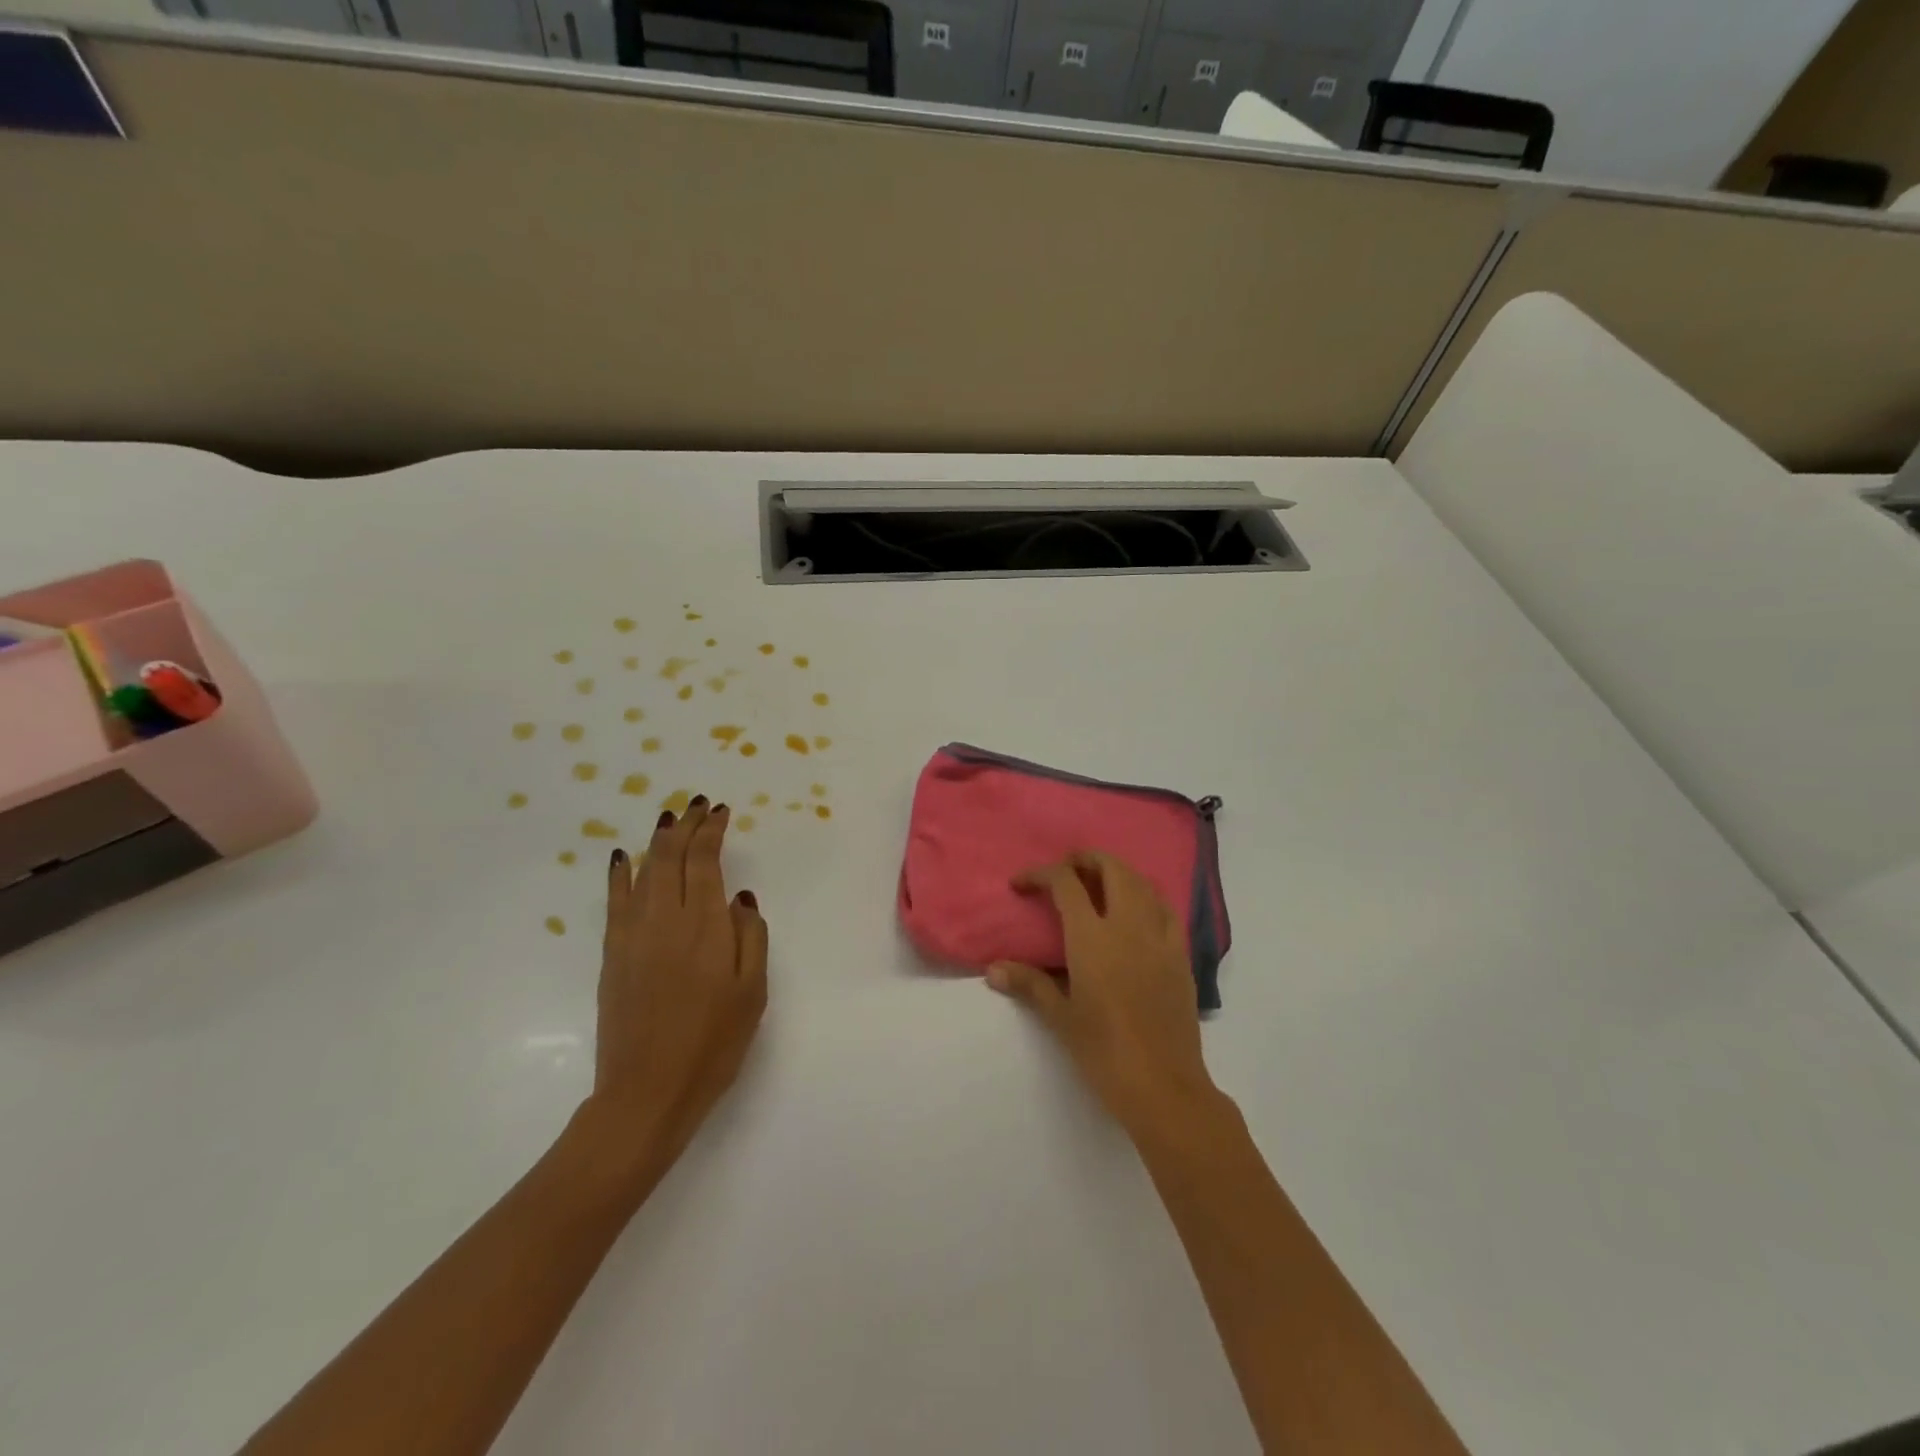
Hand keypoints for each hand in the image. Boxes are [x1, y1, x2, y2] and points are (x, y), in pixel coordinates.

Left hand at [585, 797, 767, 1178]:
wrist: (646, 1093)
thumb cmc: (712, 1045)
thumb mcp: (753, 993)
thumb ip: (751, 937)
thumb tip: (740, 898)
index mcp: (705, 927)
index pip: (704, 861)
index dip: (711, 831)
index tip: (720, 811)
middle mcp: (665, 920)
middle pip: (670, 856)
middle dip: (684, 825)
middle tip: (697, 805)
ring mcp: (633, 936)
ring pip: (643, 871)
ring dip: (657, 841)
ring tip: (669, 820)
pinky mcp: (613, 955)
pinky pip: (615, 901)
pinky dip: (620, 873)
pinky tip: (623, 858)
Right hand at [988, 851, 1218, 1133]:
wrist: (1164, 1086)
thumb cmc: (1104, 1052)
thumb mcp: (1061, 1017)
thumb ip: (1029, 984)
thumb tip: (993, 970)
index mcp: (1093, 937)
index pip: (1065, 883)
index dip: (1040, 874)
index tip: (1021, 884)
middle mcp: (1128, 925)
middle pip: (1110, 868)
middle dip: (1084, 859)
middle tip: (1064, 872)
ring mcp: (1159, 937)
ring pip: (1141, 882)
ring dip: (1116, 873)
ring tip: (1097, 885)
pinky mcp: (1180, 955)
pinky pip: (1164, 908)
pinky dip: (1145, 896)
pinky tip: (1136, 913)